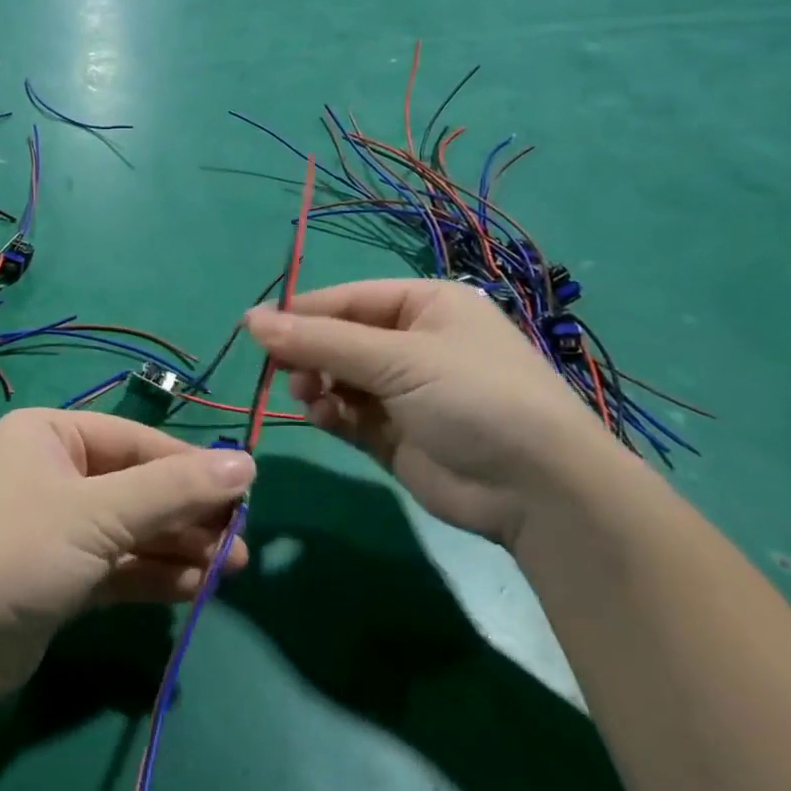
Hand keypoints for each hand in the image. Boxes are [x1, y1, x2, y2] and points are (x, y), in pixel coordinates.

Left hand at [0, 409, 253, 699]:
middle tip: (241, 541)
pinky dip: (155, 574)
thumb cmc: (19, 549)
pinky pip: (118, 565)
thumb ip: (174, 491)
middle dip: (188, 514)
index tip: (246, 491)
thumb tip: (247, 463)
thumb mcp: (100, 513)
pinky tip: (198, 587)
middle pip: (137, 486)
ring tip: (232, 568)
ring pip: (132, 529)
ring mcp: (56, 527)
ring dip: (179, 547)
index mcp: (51, 434)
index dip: (191, 467)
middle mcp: (53, 472)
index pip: (137, 442)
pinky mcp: (60, 576)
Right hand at [245, 280, 621, 547]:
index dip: (302, 312)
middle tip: (281, 369)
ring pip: (338, 377)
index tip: (255, 327)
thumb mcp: (398, 359)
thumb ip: (320, 341)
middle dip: (309, 352)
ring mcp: (404, 391)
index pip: (348, 299)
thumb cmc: (474, 397)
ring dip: (317, 383)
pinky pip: (348, 414)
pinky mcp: (394, 434)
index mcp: (425, 306)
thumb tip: (251, 320)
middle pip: (340, 338)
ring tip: (308, 396)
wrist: (539, 491)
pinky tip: (324, 418)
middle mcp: (413, 343)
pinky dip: (331, 414)